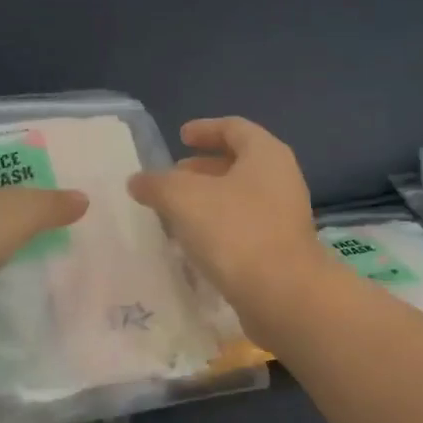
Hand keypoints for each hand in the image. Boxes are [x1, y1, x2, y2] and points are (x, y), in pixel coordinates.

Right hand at [127, 117, 329, 329]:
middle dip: (201, 169)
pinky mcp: (280, 249)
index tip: (180, 137)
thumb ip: (157, 184)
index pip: (234, 128)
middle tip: (171, 178)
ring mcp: (283, 216)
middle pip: (238, 163)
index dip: (205, 129)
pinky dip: (218, 227)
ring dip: (208, 201)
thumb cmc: (235, 231)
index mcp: (265, 154)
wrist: (283, 294)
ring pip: (239, 198)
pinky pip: (244, 227)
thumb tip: (138, 181)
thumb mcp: (184, 199)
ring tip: (174, 212)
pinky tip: (193, 243)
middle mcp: (280, 179)